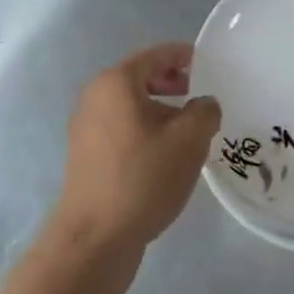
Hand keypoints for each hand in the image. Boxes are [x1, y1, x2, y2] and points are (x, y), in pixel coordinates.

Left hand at [51, 44, 220, 271]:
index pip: (155, 55)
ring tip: (190, 128)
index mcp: (116, 84)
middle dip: (172, 82)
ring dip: (161, 110)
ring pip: (131, 106)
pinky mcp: (87, 157)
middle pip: (140, 79)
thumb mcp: (190, 139)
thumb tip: (203, 105)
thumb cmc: (143, 177)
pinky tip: (167, 154)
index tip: (207, 63)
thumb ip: (205, 111)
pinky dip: (146, 130)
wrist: (96, 238)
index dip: (183, 55)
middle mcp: (95, 99)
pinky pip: (122, 129)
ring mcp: (86, 129)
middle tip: (201, 94)